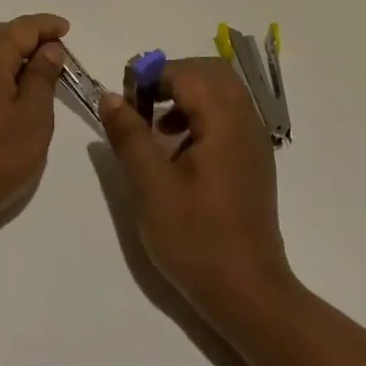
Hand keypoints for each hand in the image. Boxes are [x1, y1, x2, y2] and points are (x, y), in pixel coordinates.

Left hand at [0, 14, 68, 238]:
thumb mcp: (33, 118)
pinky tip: (8, 87)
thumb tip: (49, 48)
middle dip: (30, 36)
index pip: (24, 27)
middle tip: (57, 50)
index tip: (67, 30)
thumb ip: (43, 76)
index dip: (48, 26)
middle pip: (3, 33)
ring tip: (37, 68)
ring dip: (12, 52)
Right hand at [99, 58, 297, 328]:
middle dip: (172, 77)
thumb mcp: (151, 186)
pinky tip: (178, 149)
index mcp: (225, 121)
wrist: (248, 293)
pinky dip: (201, 114)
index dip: (151, 76)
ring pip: (221, 92)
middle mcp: (246, 121)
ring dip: (186, 95)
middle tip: (141, 103)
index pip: (187, 72)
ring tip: (155, 126)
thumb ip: (129, 135)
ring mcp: (254, 141)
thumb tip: (111, 96)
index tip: (124, 98)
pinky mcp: (253, 160)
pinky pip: (228, 115)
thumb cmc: (196, 239)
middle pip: (211, 72)